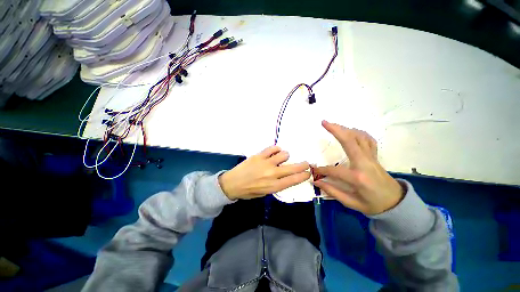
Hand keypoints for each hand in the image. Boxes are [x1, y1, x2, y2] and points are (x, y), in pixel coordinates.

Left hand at [219, 146, 310, 199]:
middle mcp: (272, 174)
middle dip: (303, 165)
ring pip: (284, 155)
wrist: (232, 184)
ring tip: (281, 158)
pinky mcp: (259, 155)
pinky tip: (275, 151)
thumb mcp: (265, 193)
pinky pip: (273, 148)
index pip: (294, 180)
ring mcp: (266, 163)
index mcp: (274, 186)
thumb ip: (277, 185)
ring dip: (285, 156)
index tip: (308, 172)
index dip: (304, 175)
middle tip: (306, 163)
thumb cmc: (249, 191)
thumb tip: (286, 176)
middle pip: (293, 167)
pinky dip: (276, 149)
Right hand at [313, 121, 403, 214]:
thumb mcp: (351, 203)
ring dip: (346, 129)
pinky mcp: (375, 156)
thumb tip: (316, 181)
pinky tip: (351, 131)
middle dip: (336, 130)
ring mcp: (371, 158)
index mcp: (358, 177)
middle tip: (324, 122)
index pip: (333, 170)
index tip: (313, 171)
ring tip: (333, 125)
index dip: (321, 170)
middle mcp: (365, 163)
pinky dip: (359, 133)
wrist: (396, 203)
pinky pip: (368, 140)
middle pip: (350, 141)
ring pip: (359, 137)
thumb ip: (332, 191)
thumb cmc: (373, 204)